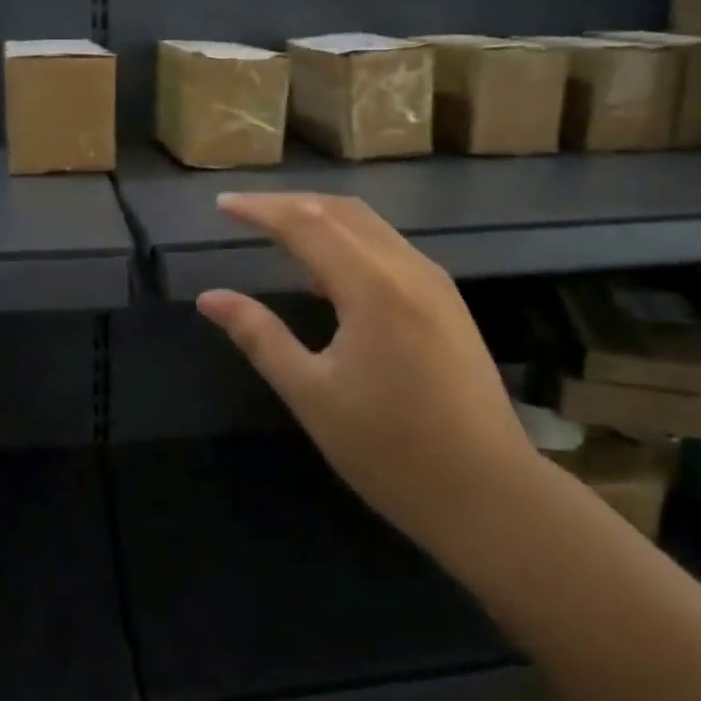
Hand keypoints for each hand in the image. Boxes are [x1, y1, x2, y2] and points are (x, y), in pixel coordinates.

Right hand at [197, 192, 535, 550]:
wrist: (491, 496)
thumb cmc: (391, 450)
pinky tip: (327, 276)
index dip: (260, 209)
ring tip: (278, 232)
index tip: (222, 204)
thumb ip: (259, 336)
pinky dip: (349, 243)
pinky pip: (389, 249)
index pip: (306, 223)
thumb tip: (210, 298)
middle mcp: (408, 268)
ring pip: (370, 226)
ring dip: (321, 218)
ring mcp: (435, 283)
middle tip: (244, 211)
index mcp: (373, 286)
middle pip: (340, 210)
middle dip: (288, 204)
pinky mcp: (447, 303)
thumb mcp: (312, 394)